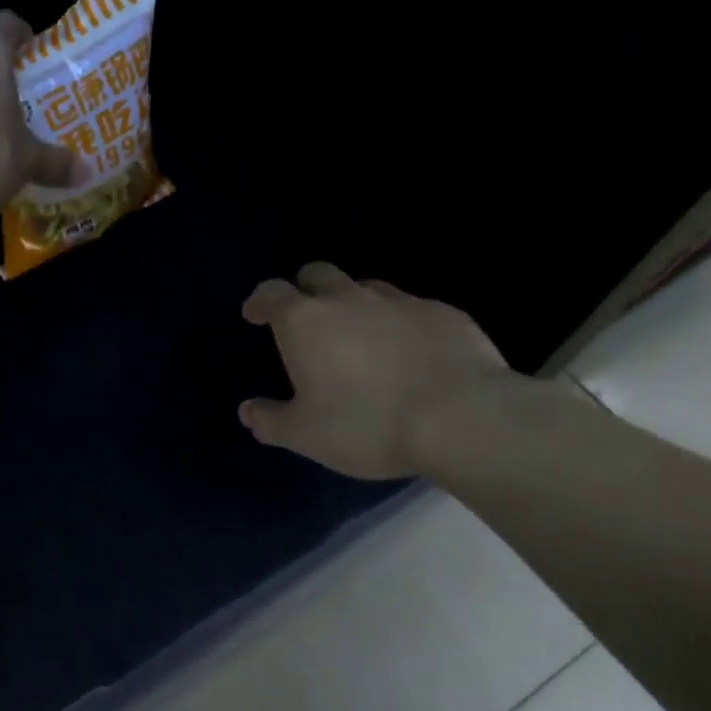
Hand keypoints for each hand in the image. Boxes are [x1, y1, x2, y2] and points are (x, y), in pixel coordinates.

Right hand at [239, 262, 519, 478]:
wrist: (462, 417)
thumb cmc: (367, 424)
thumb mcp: (306, 436)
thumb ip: (271, 421)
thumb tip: (248, 411)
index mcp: (305, 322)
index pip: (271, 292)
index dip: (260, 301)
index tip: (256, 315)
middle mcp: (347, 299)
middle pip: (317, 274)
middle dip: (305, 289)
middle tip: (307, 320)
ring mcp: (398, 301)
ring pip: (366, 288)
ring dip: (354, 304)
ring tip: (361, 338)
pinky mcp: (443, 313)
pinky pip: (411, 309)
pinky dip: (400, 323)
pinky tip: (412, 353)